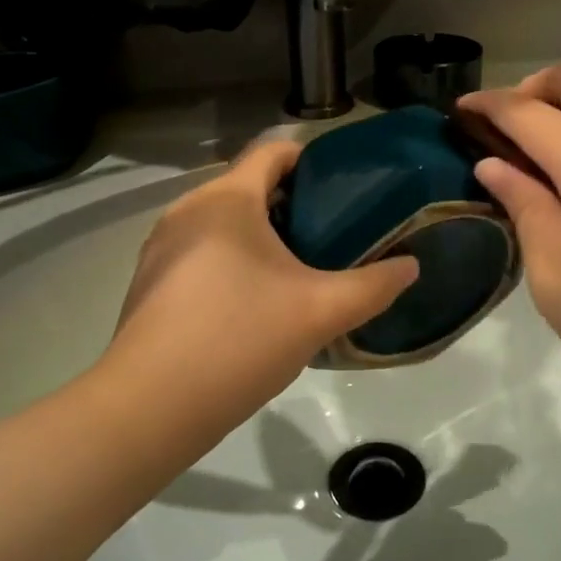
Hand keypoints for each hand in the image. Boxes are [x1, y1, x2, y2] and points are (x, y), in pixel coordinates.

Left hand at [98, 141, 418, 435]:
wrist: (149, 408)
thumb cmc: (239, 339)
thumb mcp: (320, 312)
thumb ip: (373, 286)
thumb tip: (411, 266)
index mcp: (227, 198)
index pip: (273, 151)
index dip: (311, 160)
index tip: (344, 187)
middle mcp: (188, 209)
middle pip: (249, 185)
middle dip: (292, 203)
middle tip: (332, 234)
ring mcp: (162, 246)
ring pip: (223, 221)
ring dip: (260, 233)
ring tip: (299, 267)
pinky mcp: (150, 280)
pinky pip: (200, 250)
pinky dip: (231, 258)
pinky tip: (252, 301)